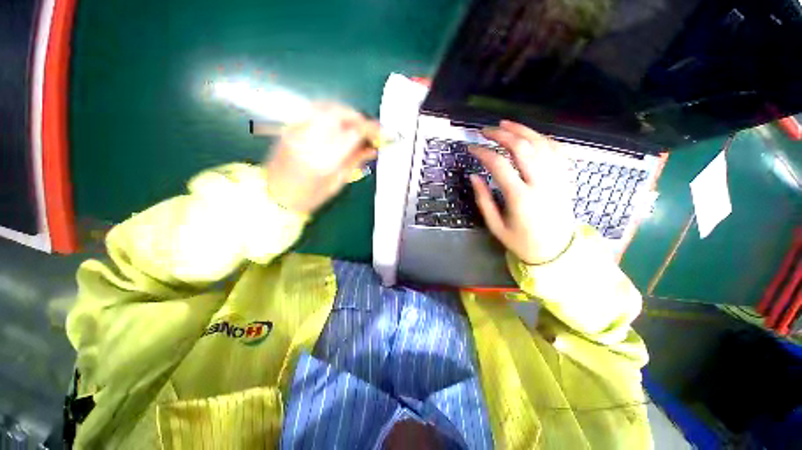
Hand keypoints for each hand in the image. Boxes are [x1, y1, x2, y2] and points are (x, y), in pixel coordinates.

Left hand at [264, 104, 378, 213]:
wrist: (274, 195)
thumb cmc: (309, 197)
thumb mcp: (337, 183)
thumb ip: (355, 162)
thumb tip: (372, 148)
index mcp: (324, 160)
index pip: (353, 133)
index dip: (372, 130)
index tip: (383, 133)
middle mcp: (309, 140)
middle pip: (340, 113)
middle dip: (360, 118)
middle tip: (370, 129)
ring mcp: (297, 129)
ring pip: (326, 107)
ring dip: (346, 113)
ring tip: (356, 125)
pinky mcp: (290, 126)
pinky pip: (314, 109)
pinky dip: (331, 112)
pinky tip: (338, 122)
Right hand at [469, 121, 574, 264]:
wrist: (556, 250)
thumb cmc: (521, 241)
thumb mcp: (496, 226)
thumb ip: (483, 200)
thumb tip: (473, 176)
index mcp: (520, 198)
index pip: (499, 165)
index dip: (483, 152)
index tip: (472, 148)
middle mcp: (541, 183)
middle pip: (522, 148)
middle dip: (502, 134)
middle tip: (486, 131)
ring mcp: (557, 179)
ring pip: (542, 144)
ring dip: (522, 130)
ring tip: (506, 124)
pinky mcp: (566, 179)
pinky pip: (558, 151)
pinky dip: (543, 139)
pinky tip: (532, 135)